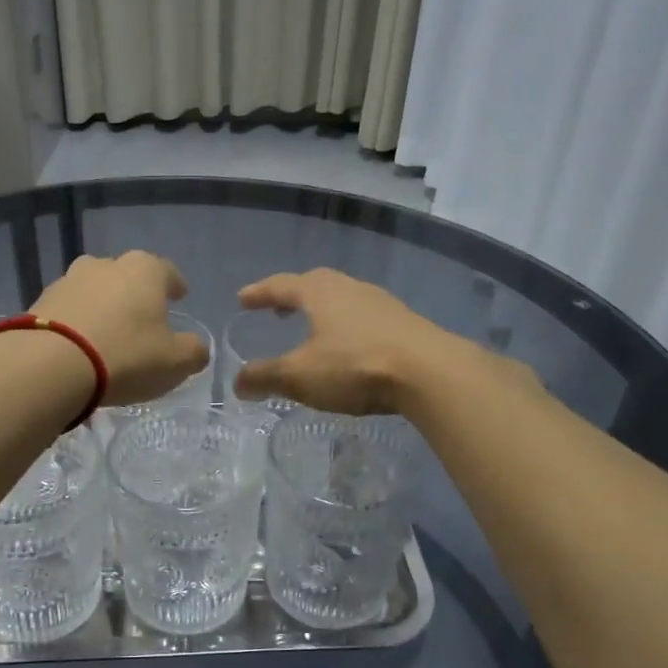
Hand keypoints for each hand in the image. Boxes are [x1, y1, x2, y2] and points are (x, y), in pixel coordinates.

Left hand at [31, 252, 209, 406]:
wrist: (50, 365)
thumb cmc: (126, 356)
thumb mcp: (175, 362)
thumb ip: (193, 351)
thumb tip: (196, 347)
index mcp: (144, 270)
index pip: (167, 271)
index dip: (175, 285)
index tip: (180, 296)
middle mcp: (106, 265)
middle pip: (127, 275)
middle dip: (135, 293)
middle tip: (142, 316)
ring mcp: (68, 280)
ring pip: (94, 289)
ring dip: (103, 305)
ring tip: (107, 330)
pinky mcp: (40, 302)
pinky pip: (68, 309)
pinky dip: (77, 321)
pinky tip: (79, 343)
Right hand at [231, 269, 457, 414]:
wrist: (430, 373)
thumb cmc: (355, 366)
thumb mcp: (300, 376)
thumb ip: (266, 377)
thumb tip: (238, 383)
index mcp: (319, 292)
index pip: (281, 285)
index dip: (259, 293)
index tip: (242, 299)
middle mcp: (349, 288)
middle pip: (315, 284)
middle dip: (293, 296)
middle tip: (278, 310)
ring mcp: (381, 303)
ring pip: (343, 299)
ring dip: (323, 311)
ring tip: (312, 329)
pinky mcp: (404, 323)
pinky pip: (364, 317)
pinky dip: (347, 326)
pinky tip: (349, 347)